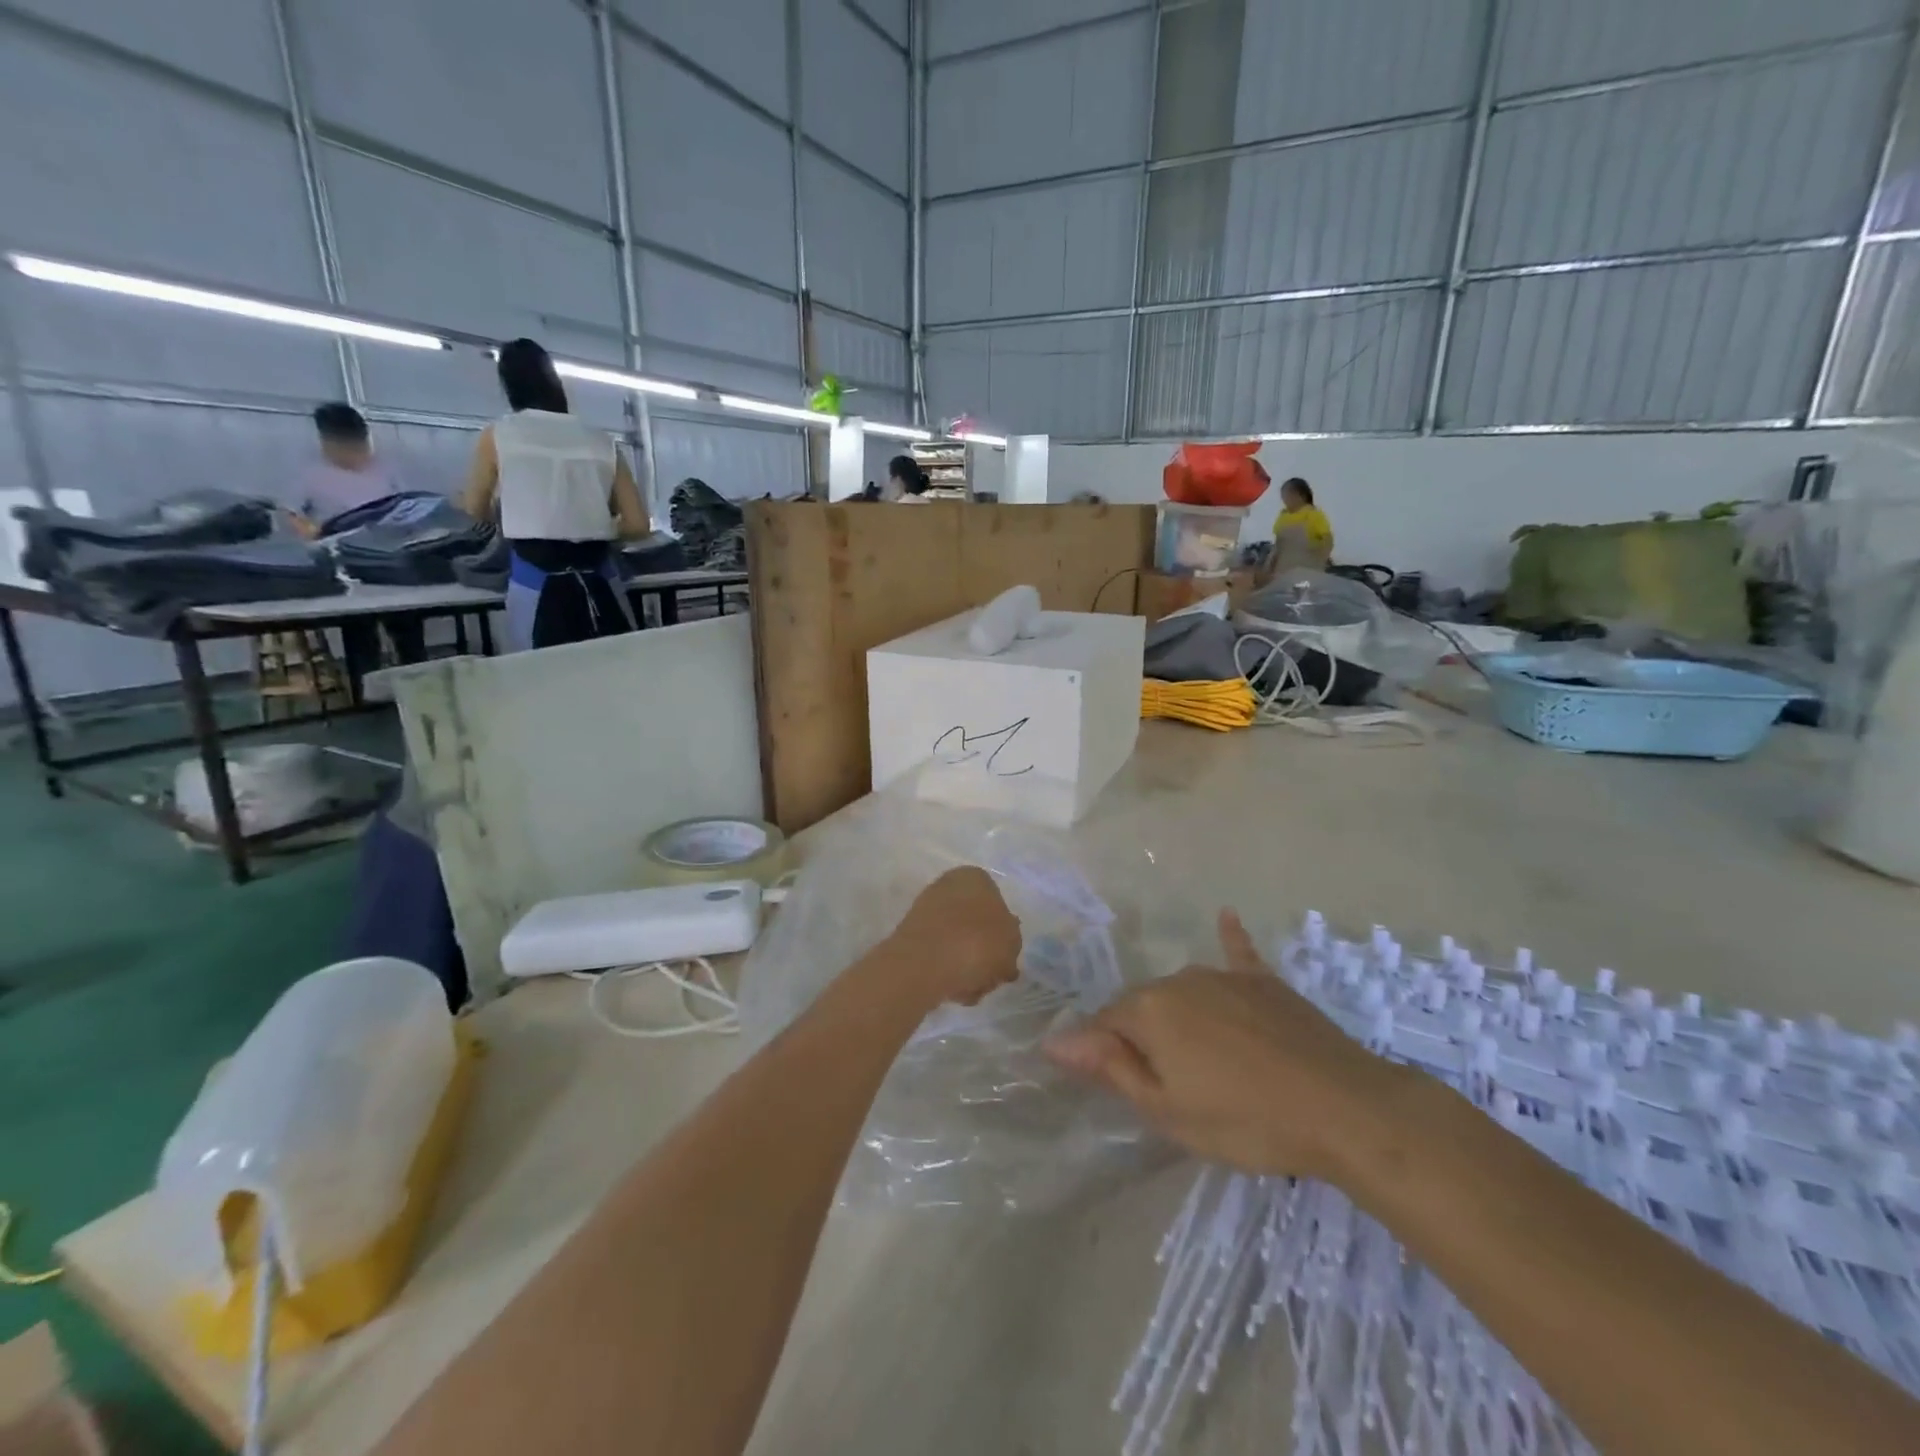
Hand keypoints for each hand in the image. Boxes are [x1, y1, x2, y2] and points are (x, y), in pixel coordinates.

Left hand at [884, 866, 1021, 1009]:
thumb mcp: (1012, 942)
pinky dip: (948, 974)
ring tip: (972, 990)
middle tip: (992, 977)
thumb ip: (1012, 941)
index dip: (1004, 934)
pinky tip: (953, 992)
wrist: (925, 964)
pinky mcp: (911, 938)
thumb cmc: (977, 943)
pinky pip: (939, 957)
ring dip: (969, 969)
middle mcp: (948, 887)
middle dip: (985, 955)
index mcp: (975, 877)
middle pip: (976, 927)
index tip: (1006, 956)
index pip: (997, 904)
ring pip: (959, 945)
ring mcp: (926, 912)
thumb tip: (1002, 945)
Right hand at [1043, 909, 1401, 1179]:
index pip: (1104, 1023)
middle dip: (1143, 1038)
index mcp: (1149, 1010)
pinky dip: (1229, 938)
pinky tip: (1226, 916)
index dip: (1105, 1054)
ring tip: (1200, 1058)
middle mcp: (1179, 979)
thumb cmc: (1245, 1120)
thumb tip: (1053, 1041)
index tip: (1119, 1086)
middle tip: (1171, 1087)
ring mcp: (1223, 975)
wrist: (1343, 1108)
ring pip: (1182, 991)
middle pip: (1143, 1006)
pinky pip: (1238, 954)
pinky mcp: (1264, 982)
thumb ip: (1108, 1067)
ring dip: (1178, 1017)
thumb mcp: (1166, 1110)